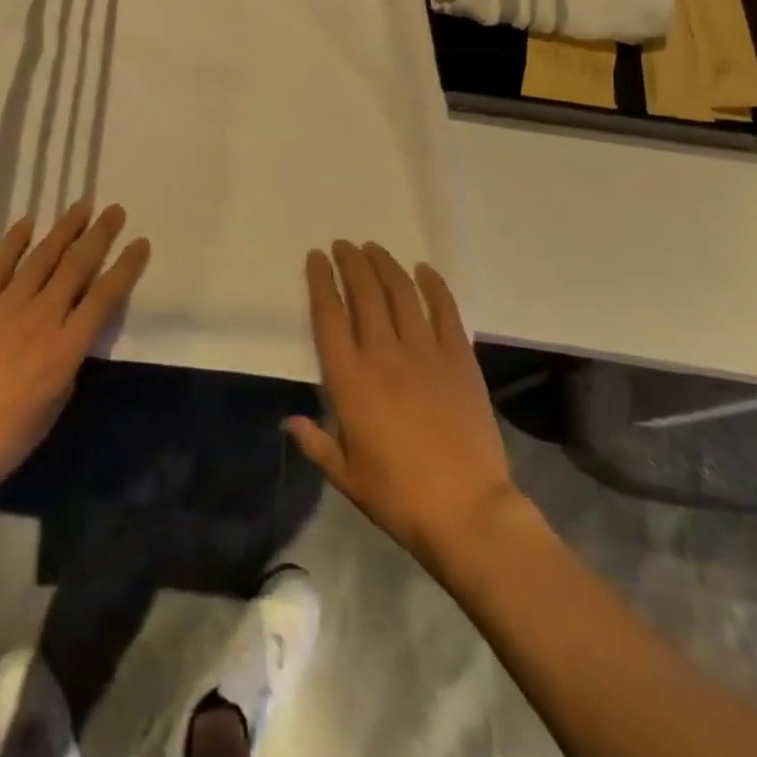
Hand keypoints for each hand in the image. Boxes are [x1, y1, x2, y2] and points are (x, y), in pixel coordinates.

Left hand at [0, 201, 149, 511]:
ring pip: (41, 257)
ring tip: (81, 206)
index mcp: (65, 349)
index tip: (140, 243)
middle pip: (76, 266)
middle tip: (114, 210)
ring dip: (64, 229)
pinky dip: (14, 241)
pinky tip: (28, 222)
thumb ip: (66, 365)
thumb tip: (70, 337)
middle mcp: (41, 318)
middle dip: (99, 235)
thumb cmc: (2, 441)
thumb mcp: (52, 408)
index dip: (126, 268)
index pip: (105, 297)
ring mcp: (5, 306)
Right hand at [286, 242, 522, 577]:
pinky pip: (445, 311)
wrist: (468, 512)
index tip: (316, 257)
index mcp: (349, 379)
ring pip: (401, 293)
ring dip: (385, 265)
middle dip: (351, 263)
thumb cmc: (399, 497)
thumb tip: (289, 421)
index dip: (321, 281)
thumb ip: (316, 443)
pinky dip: (434, 286)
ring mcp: (424, 353)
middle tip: (344, 245)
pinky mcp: (459, 360)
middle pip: (364, 293)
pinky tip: (425, 270)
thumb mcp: (347, 477)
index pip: (329, 315)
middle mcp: (383, 354)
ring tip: (375, 248)